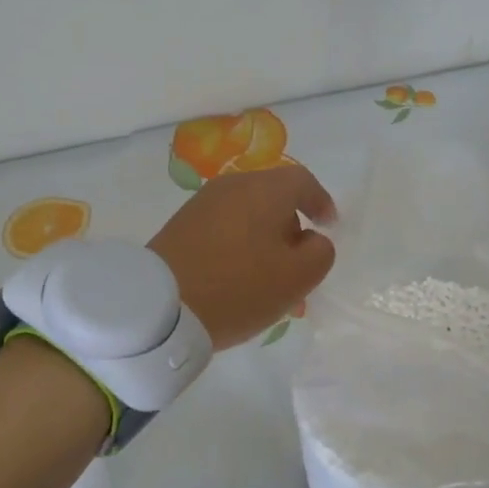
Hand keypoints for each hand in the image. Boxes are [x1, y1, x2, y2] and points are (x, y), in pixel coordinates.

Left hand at [148, 165, 337, 347]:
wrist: (159, 306)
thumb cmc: (238, 287)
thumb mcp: (297, 278)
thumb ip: (320, 252)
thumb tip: (311, 239)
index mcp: (265, 189)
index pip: (303, 181)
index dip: (321, 202)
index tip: (329, 227)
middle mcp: (232, 186)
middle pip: (273, 198)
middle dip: (291, 229)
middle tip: (299, 265)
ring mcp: (202, 204)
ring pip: (248, 217)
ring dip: (265, 243)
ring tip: (270, 283)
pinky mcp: (181, 226)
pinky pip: (224, 229)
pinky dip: (240, 247)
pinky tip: (239, 281)